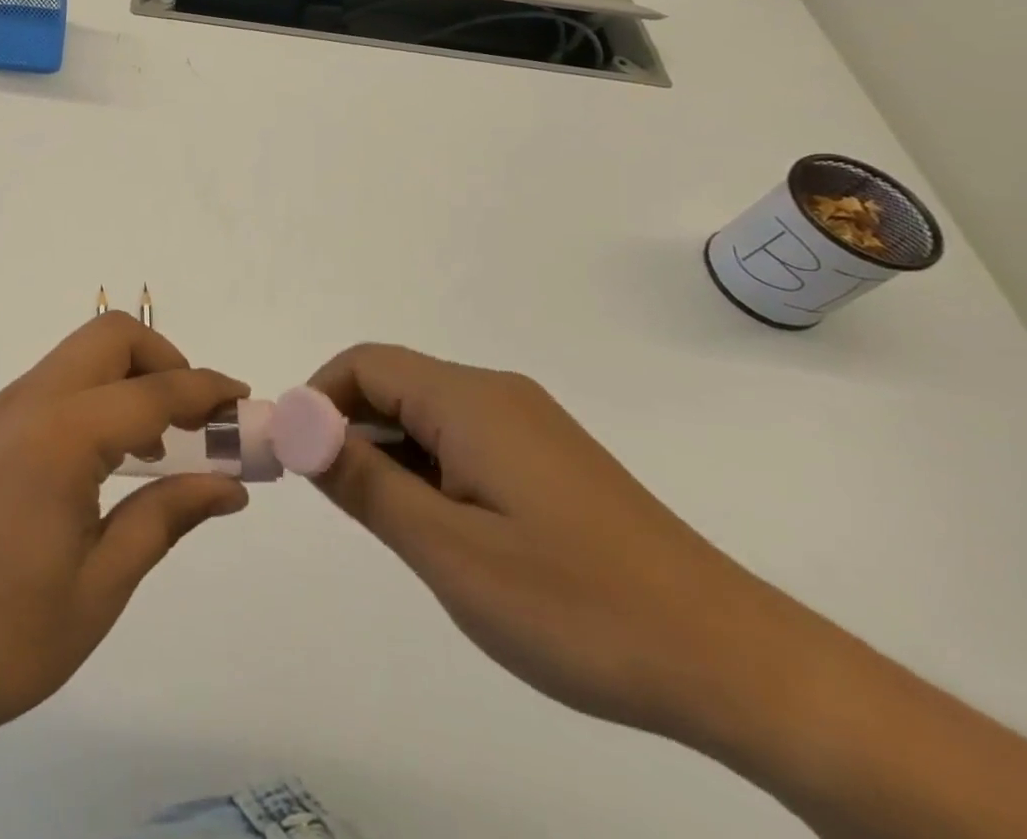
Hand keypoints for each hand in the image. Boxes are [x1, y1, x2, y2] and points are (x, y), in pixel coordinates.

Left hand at [0, 313, 249, 745]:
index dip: (208, 391)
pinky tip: (113, 458)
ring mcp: (4, 412)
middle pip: (112, 337)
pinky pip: (59, 384)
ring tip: (163, 445)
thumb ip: (166, 518)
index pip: (155, 390)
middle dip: (166, 360)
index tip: (245, 404)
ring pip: (82, 355)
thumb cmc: (3, 637)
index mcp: (62, 435)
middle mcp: (30, 402)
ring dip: (132, 377)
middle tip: (197, 420)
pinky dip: (100, 395)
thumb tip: (230, 487)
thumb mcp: (101, 586)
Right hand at [307, 344, 790, 742]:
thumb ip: (362, 480)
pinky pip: (462, 440)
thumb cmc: (576, 604)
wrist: (734, 663)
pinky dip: (427, 469)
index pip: (364, 364)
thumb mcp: (447, 548)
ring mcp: (528, 425)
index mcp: (469, 399)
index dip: (315, 398)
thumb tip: (295, 425)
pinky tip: (443, 531)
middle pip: (393, 385)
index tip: (292, 455)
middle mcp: (496, 394)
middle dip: (346, 428)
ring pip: (426, 416)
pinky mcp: (548, 458)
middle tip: (332, 500)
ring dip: (387, 454)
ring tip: (390, 527)